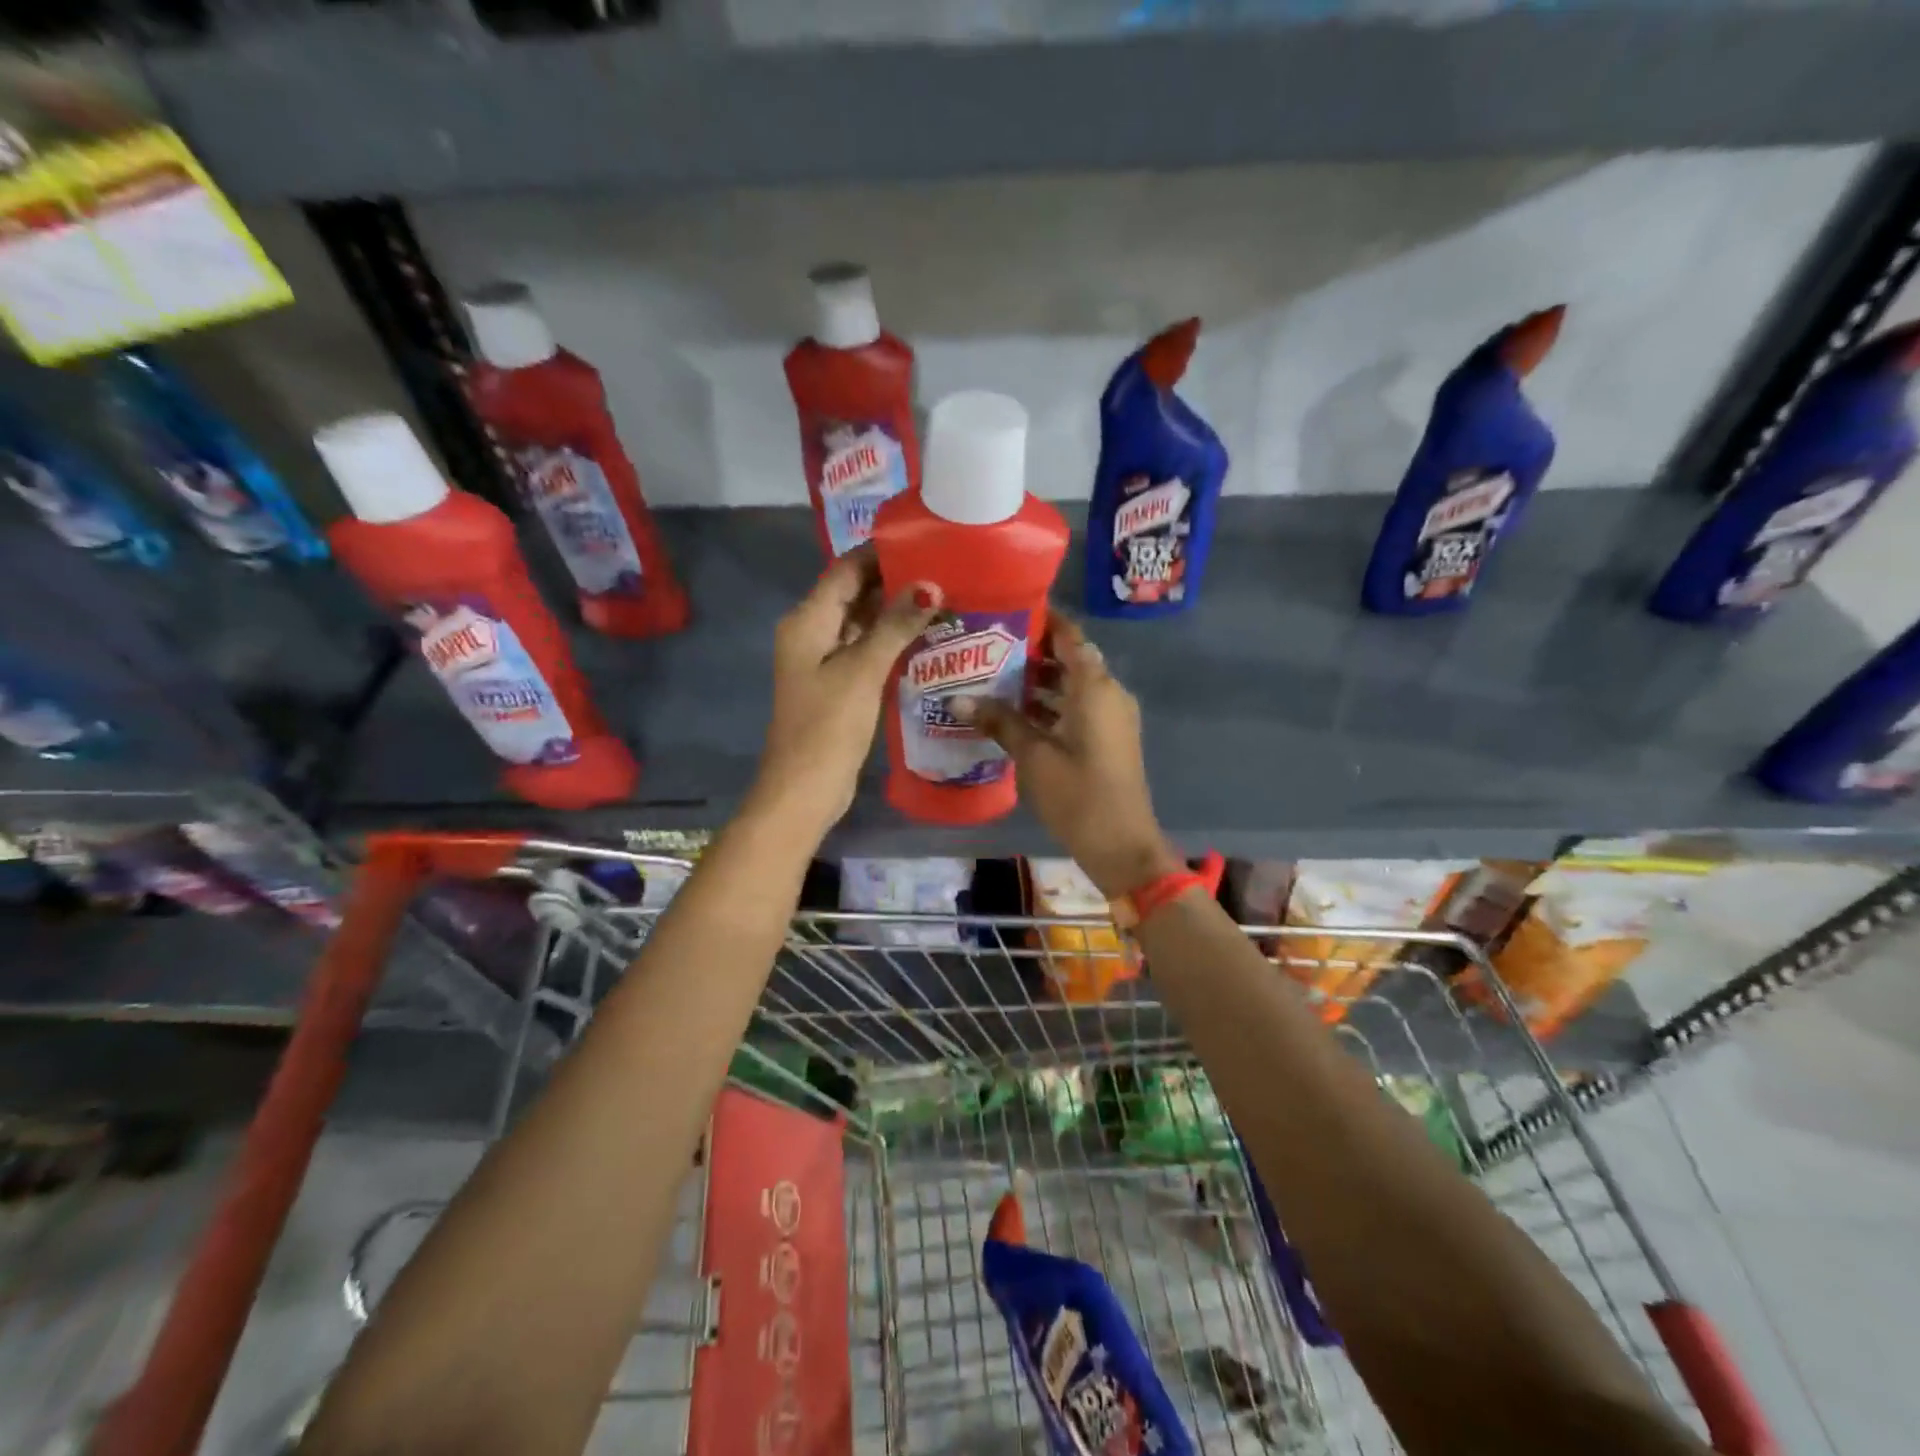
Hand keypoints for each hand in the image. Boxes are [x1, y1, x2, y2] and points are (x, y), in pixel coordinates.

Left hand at [752, 546, 939, 831]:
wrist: (804, 789)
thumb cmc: (828, 726)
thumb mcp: (863, 671)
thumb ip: (895, 626)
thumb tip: (930, 585)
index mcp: (808, 621)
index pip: (846, 571)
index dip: (881, 554)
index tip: (924, 541)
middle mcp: (812, 633)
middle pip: (854, 594)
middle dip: (895, 582)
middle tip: (945, 570)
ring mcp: (824, 661)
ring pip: (862, 624)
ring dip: (896, 613)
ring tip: (945, 597)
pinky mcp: (838, 685)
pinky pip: (865, 650)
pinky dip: (891, 642)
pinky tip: (926, 637)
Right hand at [959, 617, 1182, 896]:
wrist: (1121, 845)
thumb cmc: (1078, 794)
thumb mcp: (1033, 756)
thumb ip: (999, 721)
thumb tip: (957, 700)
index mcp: (1095, 687)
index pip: (1070, 637)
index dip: (1044, 620)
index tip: (1008, 610)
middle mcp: (1108, 694)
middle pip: (1070, 659)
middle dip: (1032, 652)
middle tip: (987, 647)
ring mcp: (1111, 718)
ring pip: (1073, 686)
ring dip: (1039, 681)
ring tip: (992, 676)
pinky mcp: (1107, 740)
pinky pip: (1077, 708)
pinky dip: (1050, 705)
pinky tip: (1014, 713)